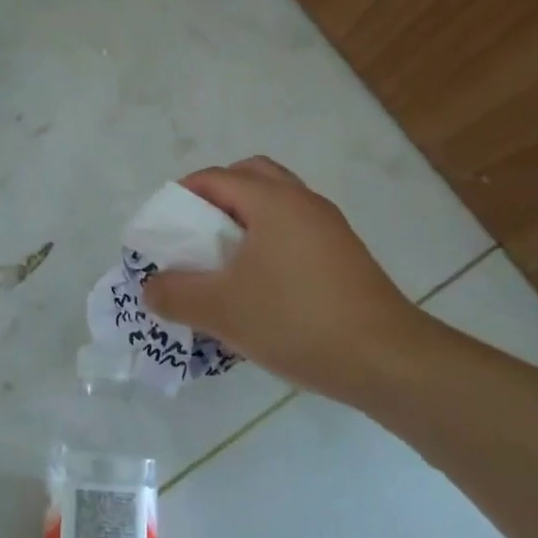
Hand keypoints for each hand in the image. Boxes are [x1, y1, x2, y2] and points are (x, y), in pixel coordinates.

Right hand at [142, 156, 429, 401]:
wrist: (386, 361)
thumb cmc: (296, 321)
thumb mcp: (221, 310)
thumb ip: (174, 294)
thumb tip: (150, 288)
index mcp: (272, 200)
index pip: (214, 178)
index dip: (180, 197)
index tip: (162, 229)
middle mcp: (303, 201)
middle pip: (249, 177)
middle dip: (215, 198)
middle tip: (194, 234)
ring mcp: (329, 228)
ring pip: (276, 204)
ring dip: (244, 220)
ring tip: (222, 260)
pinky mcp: (344, 256)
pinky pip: (294, 231)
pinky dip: (268, 240)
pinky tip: (258, 284)